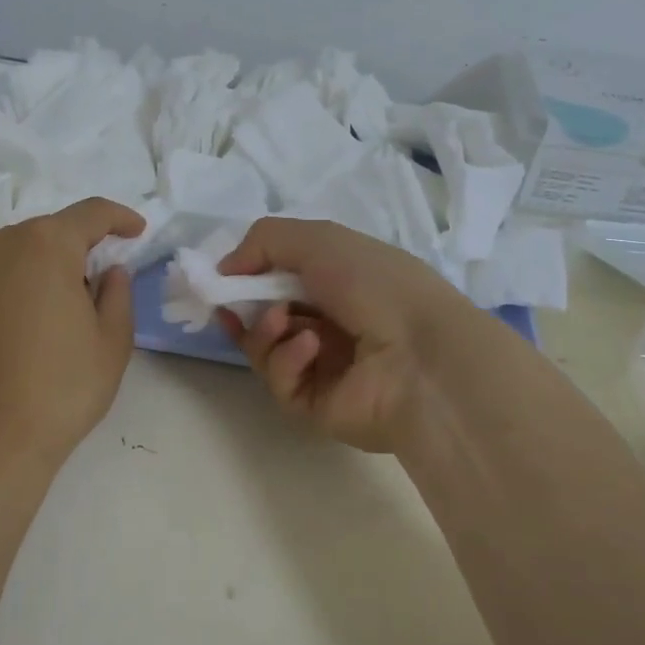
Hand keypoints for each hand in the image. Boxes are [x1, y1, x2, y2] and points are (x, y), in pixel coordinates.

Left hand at [0, 199, 144, 471]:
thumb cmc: (62, 387)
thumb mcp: (112, 340)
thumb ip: (118, 293)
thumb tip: (108, 272)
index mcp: (45, 244)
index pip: (91, 213)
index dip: (120, 218)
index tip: (137, 231)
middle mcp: (1, 244)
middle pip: (52, 231)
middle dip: (82, 247)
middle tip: (103, 281)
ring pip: (22, 252)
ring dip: (48, 266)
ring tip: (66, 307)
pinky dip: (20, 285)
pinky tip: (31, 324)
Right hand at [218, 218, 477, 452]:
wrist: (422, 355)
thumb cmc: (376, 285)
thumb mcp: (320, 240)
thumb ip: (264, 241)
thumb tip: (225, 269)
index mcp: (340, 283)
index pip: (282, 279)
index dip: (249, 276)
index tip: (222, 277)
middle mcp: (330, 323)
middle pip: (267, 315)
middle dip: (245, 306)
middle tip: (229, 302)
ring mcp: (323, 367)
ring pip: (265, 349)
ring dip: (265, 330)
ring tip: (284, 322)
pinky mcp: (315, 405)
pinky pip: (280, 381)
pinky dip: (288, 359)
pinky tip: (311, 348)